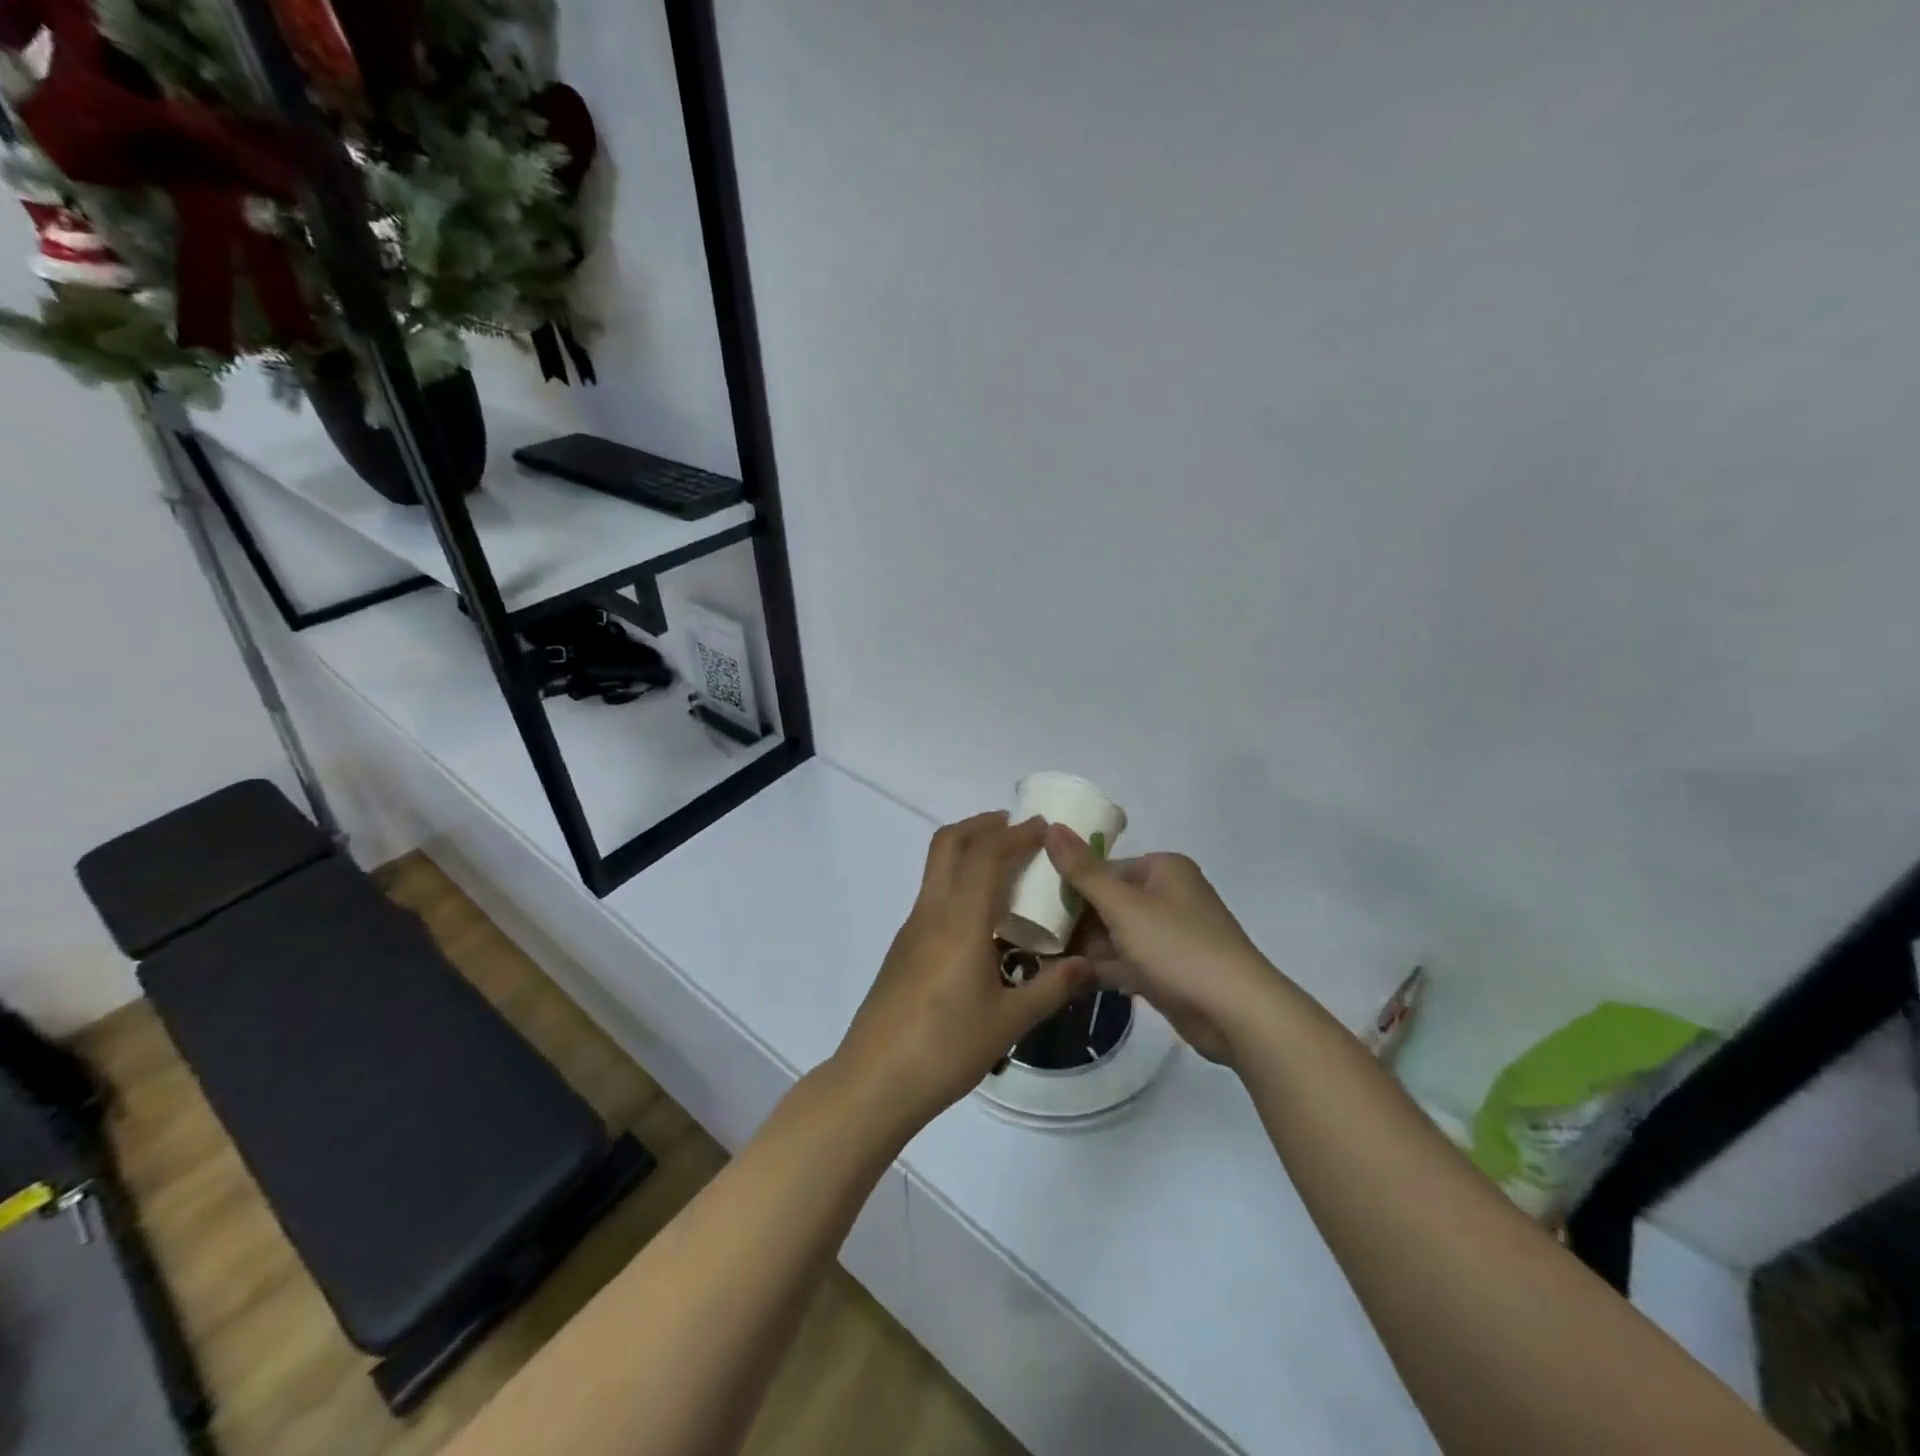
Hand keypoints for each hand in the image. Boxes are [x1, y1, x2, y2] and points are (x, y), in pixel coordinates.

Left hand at [832, 812, 1092, 1134]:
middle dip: (983, 825)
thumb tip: (1090, 965)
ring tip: (1006, 866)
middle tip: (1017, 829)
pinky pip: (933, 894)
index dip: (1015, 834)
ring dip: (968, 850)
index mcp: (959, 922)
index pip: (985, 855)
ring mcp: (911, 928)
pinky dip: (958, 880)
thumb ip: (1052, 988)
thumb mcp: (1009, 1022)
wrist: (874, 1081)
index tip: (1043, 827)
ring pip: (936, 867)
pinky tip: (982, 916)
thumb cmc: (945, 1049)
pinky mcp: (903, 947)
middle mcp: (931, 912)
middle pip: (949, 843)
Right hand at [1047, 826, 1280, 1067]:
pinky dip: (1099, 968)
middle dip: (1072, 919)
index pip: (1103, 869)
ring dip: (1081, 947)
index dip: (1067, 884)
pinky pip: (1124, 962)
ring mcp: (1167, 937)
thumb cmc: (1178, 946)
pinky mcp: (1166, 971)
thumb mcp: (1123, 905)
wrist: (1236, 1013)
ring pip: (1113, 935)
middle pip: (1107, 902)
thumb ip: (1083, 870)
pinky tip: (1064, 978)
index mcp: (1162, 870)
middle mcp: (1166, 897)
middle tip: (1028, 932)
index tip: (1030, 900)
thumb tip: (1051, 826)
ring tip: (1038, 956)